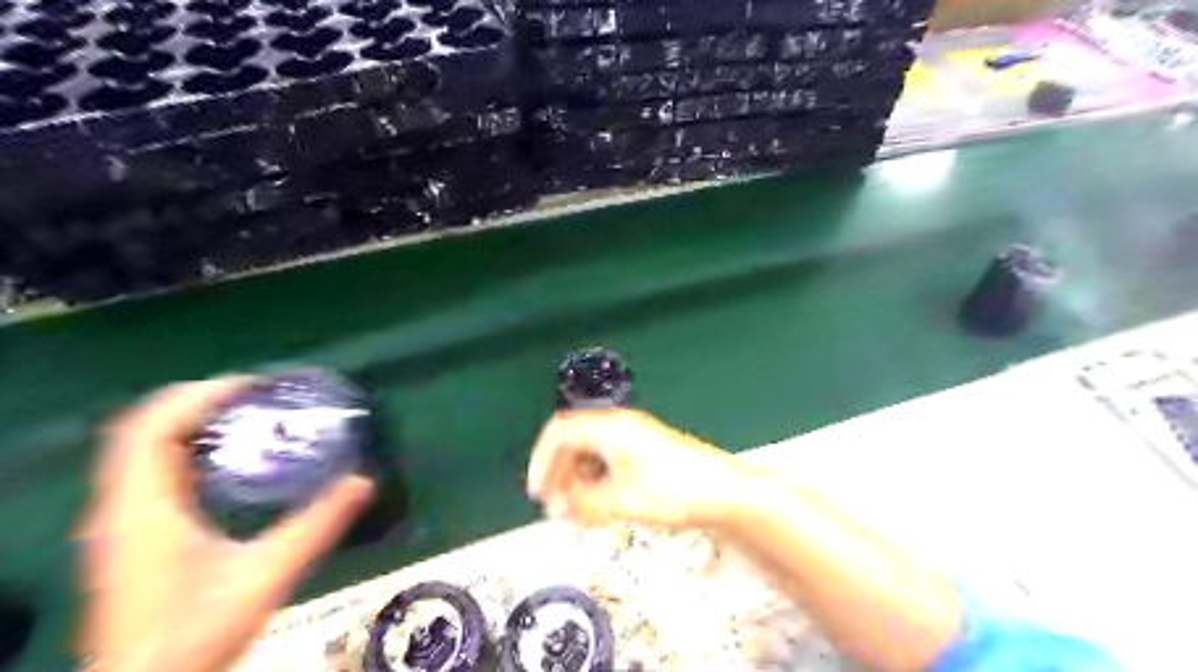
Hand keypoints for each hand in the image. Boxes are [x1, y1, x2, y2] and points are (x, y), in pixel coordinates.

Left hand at [75, 378, 372, 671]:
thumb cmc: (197, 632)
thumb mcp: (266, 574)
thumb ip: (317, 525)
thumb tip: (363, 481)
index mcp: (144, 509)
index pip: (150, 429)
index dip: (196, 396)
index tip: (250, 385)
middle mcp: (120, 508)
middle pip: (141, 431)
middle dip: (196, 403)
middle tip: (254, 398)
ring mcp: (119, 524)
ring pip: (140, 452)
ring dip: (187, 425)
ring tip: (244, 420)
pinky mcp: (128, 538)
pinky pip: (147, 474)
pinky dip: (181, 451)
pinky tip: (225, 464)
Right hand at [528, 409, 745, 528]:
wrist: (725, 492)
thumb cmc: (675, 491)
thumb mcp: (623, 500)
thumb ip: (584, 504)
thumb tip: (555, 509)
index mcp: (611, 428)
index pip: (560, 432)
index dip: (541, 460)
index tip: (537, 492)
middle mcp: (620, 426)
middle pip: (574, 440)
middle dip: (559, 471)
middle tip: (555, 504)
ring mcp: (634, 437)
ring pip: (591, 451)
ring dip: (577, 478)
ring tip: (577, 508)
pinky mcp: (645, 452)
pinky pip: (608, 459)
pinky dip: (596, 479)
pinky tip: (601, 502)